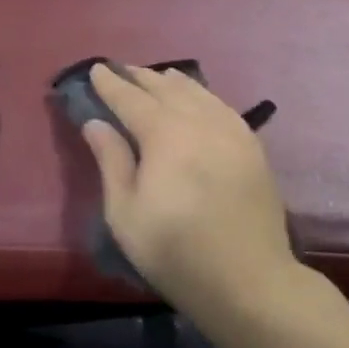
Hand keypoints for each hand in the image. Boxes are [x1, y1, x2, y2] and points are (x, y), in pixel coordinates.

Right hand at [81, 62, 296, 313]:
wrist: (248, 278)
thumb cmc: (175, 251)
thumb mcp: (125, 213)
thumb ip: (111, 161)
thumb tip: (95, 123)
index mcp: (165, 134)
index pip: (131, 98)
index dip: (111, 83)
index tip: (96, 69)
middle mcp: (200, 121)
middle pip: (166, 88)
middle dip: (141, 77)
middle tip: (123, 70)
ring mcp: (232, 131)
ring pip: (198, 93)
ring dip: (173, 83)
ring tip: (158, 77)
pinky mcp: (252, 146)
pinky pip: (222, 107)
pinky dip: (204, 96)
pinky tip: (200, 100)